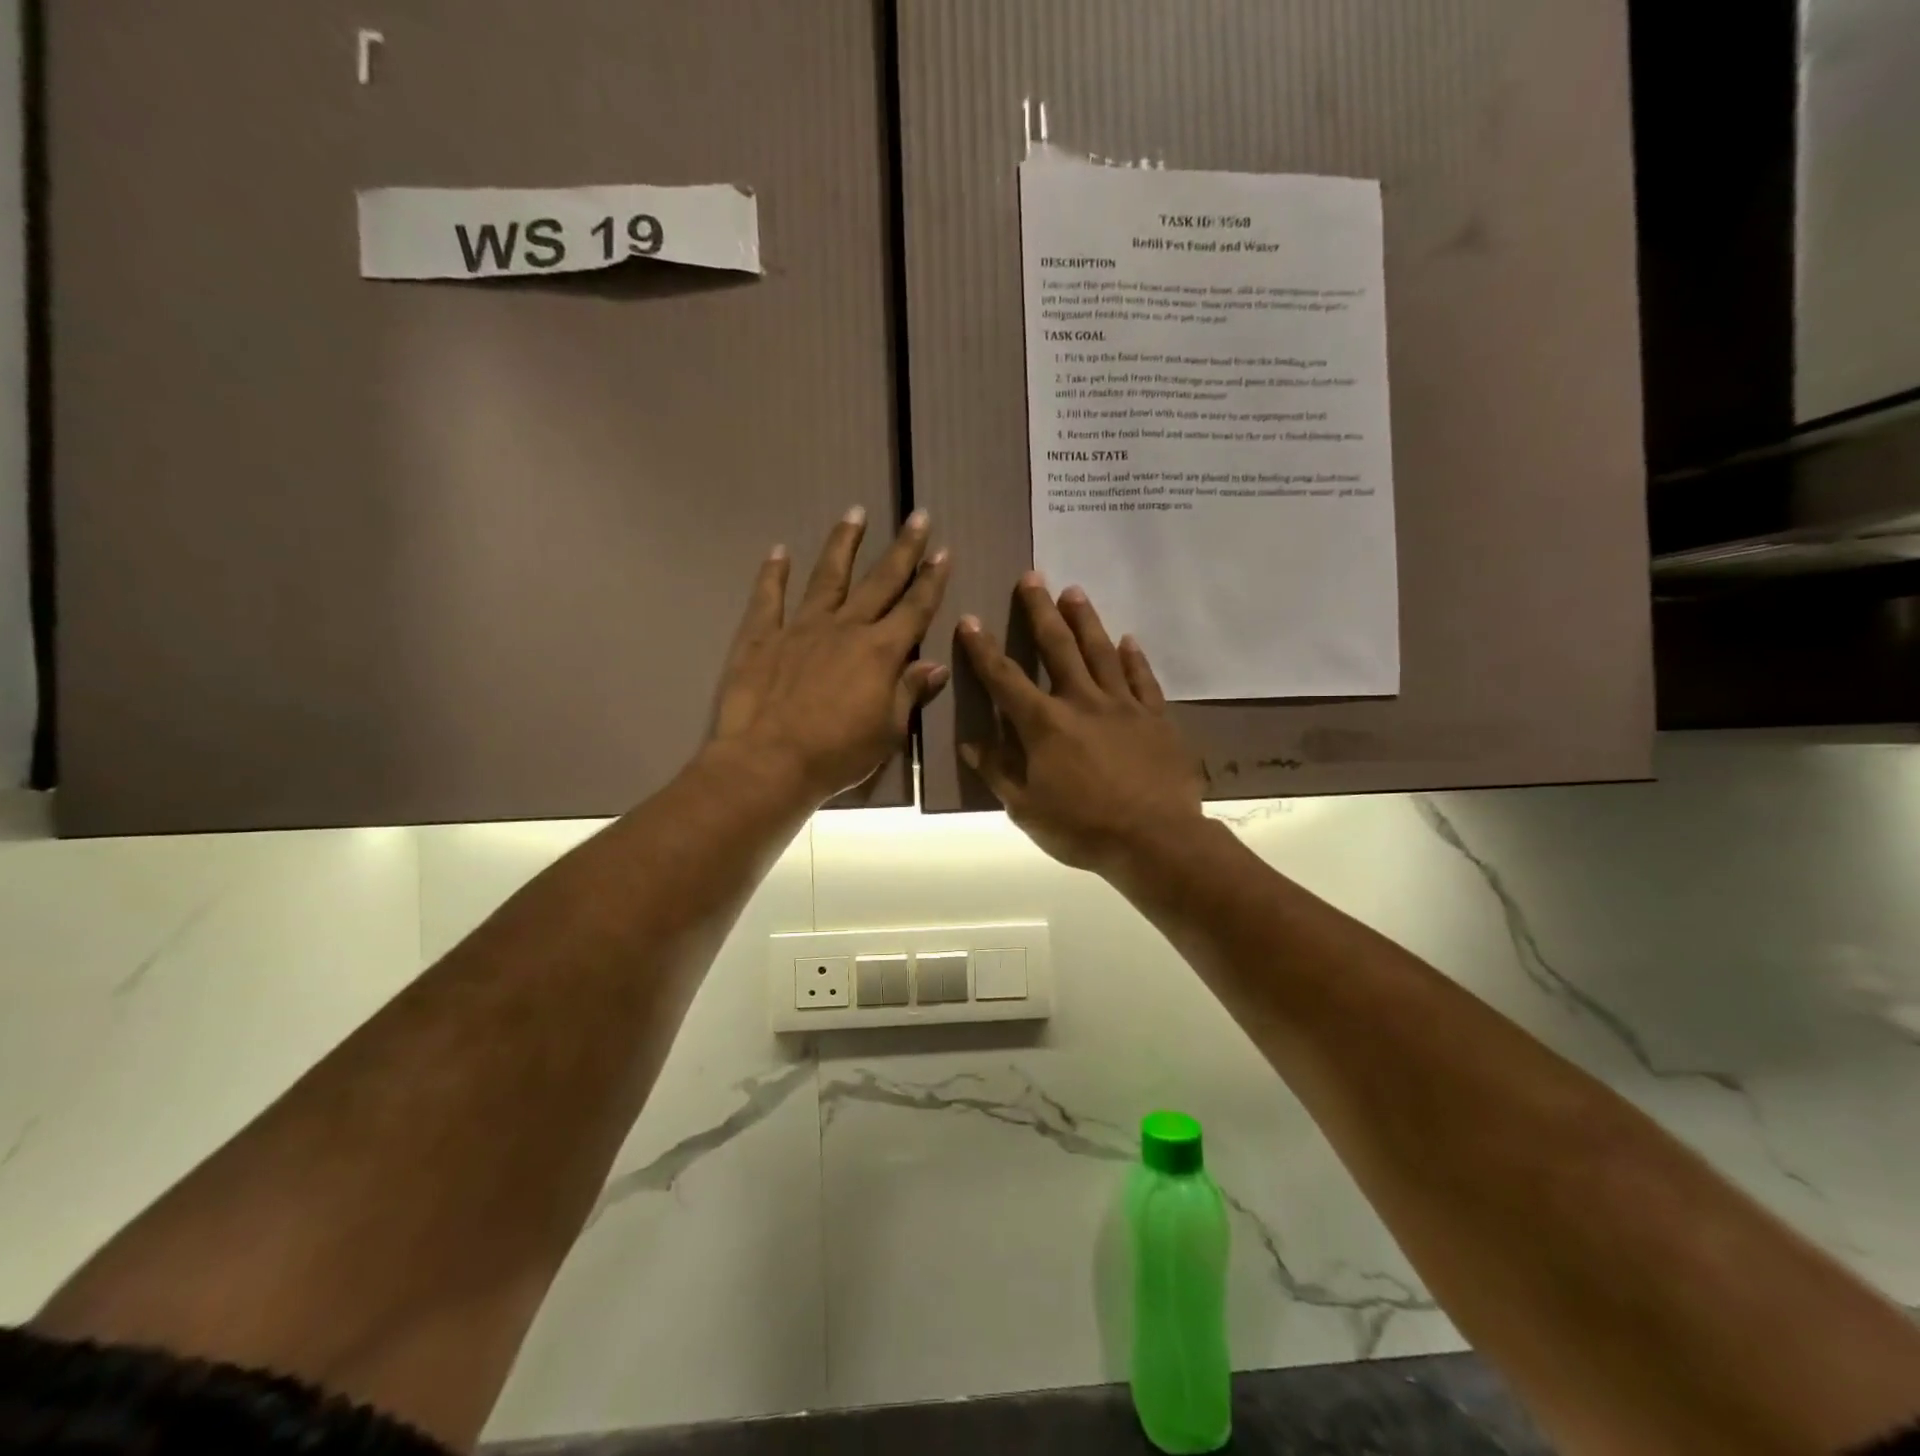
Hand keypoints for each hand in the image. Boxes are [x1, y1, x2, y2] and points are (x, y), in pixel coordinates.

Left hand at [712, 508, 951, 803]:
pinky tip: (778, 551)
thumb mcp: (887, 731)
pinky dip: (773, 574)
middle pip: (879, 581)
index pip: (915, 608)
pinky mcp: (761, 637)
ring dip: (843, 544)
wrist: (768, 763)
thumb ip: (909, 692)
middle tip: (918, 516)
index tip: (944, 551)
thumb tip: (934, 666)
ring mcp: (800, 628)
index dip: (932, 580)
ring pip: (827, 577)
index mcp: (880, 651)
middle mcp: (845, 628)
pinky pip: (769, 598)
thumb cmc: (837, 755)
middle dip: (902, 549)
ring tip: (854, 513)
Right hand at [956, 575, 1204, 874]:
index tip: (970, 620)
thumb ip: (999, 771)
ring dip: (1085, 620)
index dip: (984, 650)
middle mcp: (1082, 702)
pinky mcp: (1155, 717)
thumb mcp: (1027, 809)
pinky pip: (1142, 680)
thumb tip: (971, 743)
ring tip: (1074, 591)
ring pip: (1100, 652)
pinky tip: (1129, 639)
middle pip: (1058, 647)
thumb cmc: (1083, 828)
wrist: (1155, 839)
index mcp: (1044, 724)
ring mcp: (1123, 706)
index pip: (1005, 679)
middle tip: (1032, 577)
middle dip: (1040, 611)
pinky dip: (1134, 658)